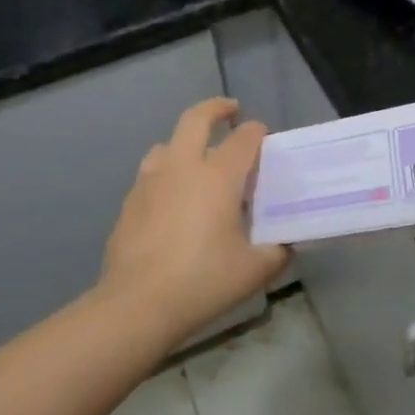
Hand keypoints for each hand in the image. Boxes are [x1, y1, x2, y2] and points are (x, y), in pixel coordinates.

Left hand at [97, 97, 289, 346]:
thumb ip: (277, 251)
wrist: (137, 305)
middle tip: (230, 111)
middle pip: (196, 119)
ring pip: (166, 144)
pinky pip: (150, 175)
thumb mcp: (254, 270)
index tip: (264, 138)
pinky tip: (171, 201)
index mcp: (217, 176)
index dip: (257, 132)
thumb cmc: (202, 281)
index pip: (244, 138)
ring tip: (196, 160)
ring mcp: (150, 182)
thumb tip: (285, 243)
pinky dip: (165, 175)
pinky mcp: (129, 203)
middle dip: (216, 108)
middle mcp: (182, 167)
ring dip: (184, 142)